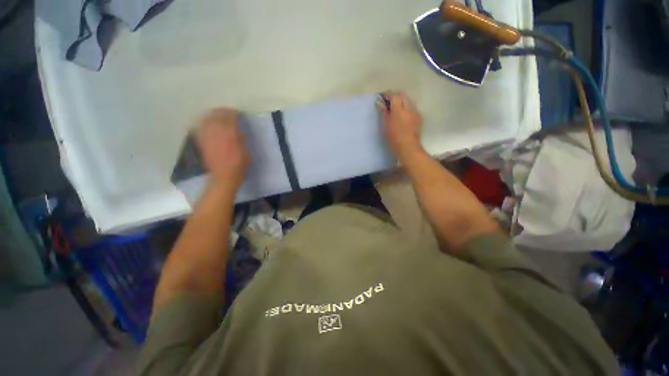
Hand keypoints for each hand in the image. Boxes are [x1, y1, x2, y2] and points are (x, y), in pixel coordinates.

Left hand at [195, 108, 250, 186]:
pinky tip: (204, 122)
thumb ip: (242, 141)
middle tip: (225, 111)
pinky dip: (202, 124)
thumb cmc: (239, 166)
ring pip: (207, 121)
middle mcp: (218, 135)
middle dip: (221, 112)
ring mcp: (208, 139)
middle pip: (217, 117)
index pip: (230, 119)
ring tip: (214, 113)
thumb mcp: (246, 153)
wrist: (224, 177)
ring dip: (211, 115)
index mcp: (231, 137)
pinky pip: (200, 130)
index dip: (233, 114)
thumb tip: (239, 133)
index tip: (236, 112)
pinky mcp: (202, 144)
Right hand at [379, 92, 423, 160]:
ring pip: (408, 100)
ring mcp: (415, 112)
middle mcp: (409, 108)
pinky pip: (412, 107)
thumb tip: (381, 103)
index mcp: (399, 110)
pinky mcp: (419, 117)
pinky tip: (402, 114)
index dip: (387, 94)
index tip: (382, 96)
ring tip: (394, 107)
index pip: (394, 96)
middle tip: (388, 102)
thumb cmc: (393, 138)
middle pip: (402, 95)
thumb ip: (384, 112)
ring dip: (401, 101)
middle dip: (395, 96)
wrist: (408, 147)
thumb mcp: (385, 125)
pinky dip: (406, 107)